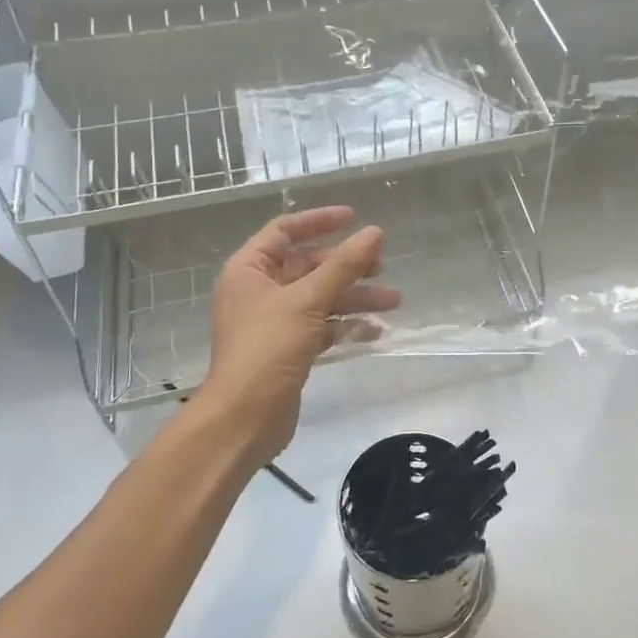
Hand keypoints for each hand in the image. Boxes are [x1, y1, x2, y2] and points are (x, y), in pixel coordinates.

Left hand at [199, 207, 400, 468]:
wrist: (244, 419)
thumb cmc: (267, 349)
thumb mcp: (308, 301)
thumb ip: (343, 265)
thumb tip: (375, 232)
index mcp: (250, 270)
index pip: (285, 231)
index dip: (320, 222)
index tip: (355, 218)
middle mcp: (259, 290)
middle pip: (309, 266)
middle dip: (348, 267)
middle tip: (382, 267)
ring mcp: (274, 321)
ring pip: (321, 298)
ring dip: (355, 297)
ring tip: (393, 301)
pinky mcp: (289, 349)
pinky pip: (322, 326)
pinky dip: (346, 326)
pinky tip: (376, 331)